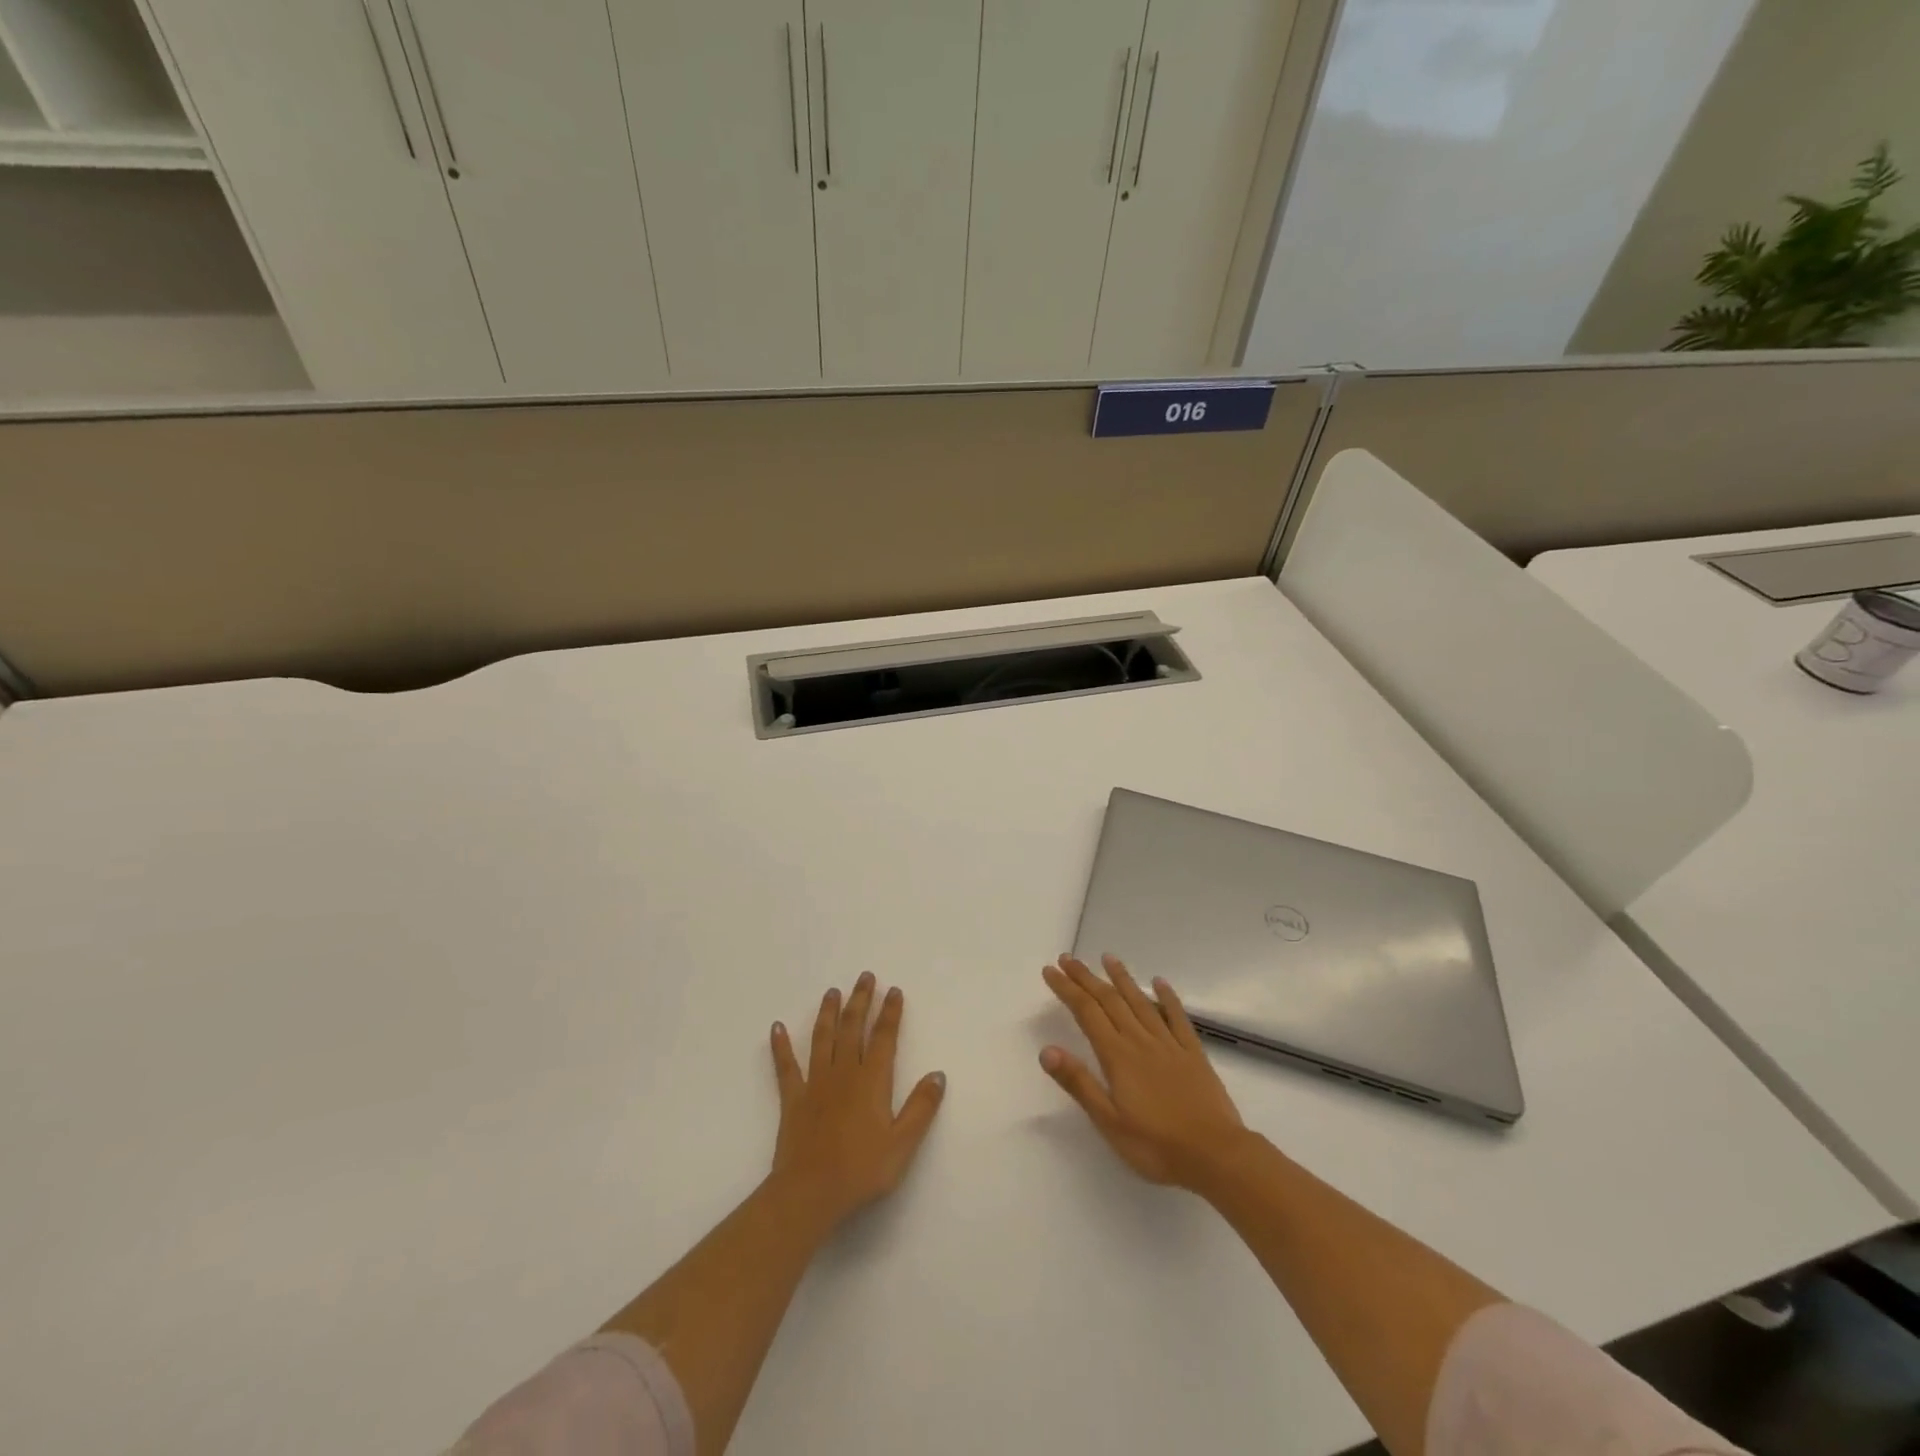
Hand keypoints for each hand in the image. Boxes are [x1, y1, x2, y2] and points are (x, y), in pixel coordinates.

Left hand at [768, 972, 946, 1230]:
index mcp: (872, 1081)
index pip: (884, 1037)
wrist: (809, 1193)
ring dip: (828, 1012)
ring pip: (822, 1038)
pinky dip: (781, 1046)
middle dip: (860, 1000)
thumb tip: (938, 1074)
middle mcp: (844, 1072)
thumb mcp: (902, 1144)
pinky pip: (786, 1066)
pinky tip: (777, 1027)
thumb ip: (921, 1108)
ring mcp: (815, 1083)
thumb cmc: (861, 1170)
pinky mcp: (792, 1098)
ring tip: (832, 991)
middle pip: (853, 1028)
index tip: (893, 990)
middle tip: (864, 976)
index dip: (890, 1012)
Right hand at [1040, 954, 1247, 1190]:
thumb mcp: (1109, 1122)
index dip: (1067, 989)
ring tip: (1107, 957)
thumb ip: (1079, 1083)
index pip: (1086, 1012)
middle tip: (1068, 959)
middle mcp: (1140, 1040)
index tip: (1050, 970)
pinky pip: (1177, 1018)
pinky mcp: (1193, 1053)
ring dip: (1122, 978)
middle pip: (1109, 1001)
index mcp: (1117, 1056)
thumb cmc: (1156, 1145)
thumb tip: (1046, 1051)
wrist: (1215, 1155)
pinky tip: (1159, 982)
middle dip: (1086, 977)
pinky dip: (1167, 997)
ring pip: (1140, 1002)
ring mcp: (1169, 1044)